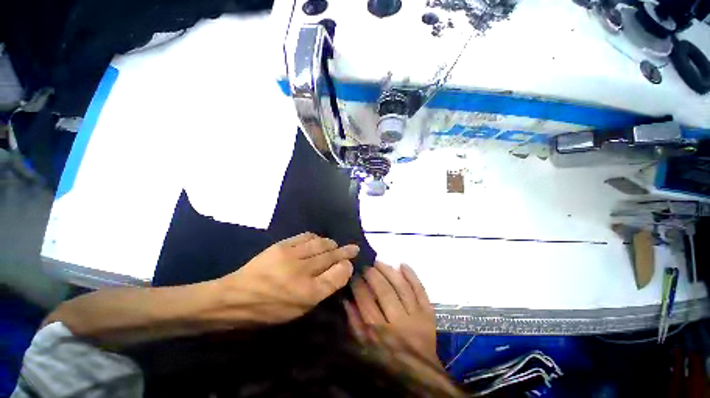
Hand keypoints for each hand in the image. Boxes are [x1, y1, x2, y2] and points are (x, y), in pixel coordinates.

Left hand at [220, 232, 358, 323]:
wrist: (235, 297)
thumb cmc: (269, 309)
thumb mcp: (299, 310)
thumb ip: (322, 290)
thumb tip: (339, 271)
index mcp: (308, 294)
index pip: (337, 275)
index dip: (347, 267)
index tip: (350, 263)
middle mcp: (303, 272)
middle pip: (331, 256)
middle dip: (345, 251)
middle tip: (353, 248)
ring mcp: (292, 256)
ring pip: (321, 244)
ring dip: (331, 243)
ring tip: (336, 245)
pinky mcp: (282, 245)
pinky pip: (306, 237)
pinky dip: (316, 238)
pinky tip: (318, 240)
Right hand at [345, 262, 438, 365]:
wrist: (420, 376)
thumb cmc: (387, 363)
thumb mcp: (364, 349)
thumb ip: (354, 324)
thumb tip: (347, 300)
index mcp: (380, 333)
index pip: (366, 301)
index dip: (358, 285)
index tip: (353, 274)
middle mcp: (398, 323)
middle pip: (384, 291)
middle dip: (373, 274)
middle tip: (366, 266)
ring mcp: (416, 317)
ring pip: (402, 287)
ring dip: (389, 271)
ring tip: (380, 262)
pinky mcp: (428, 314)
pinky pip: (421, 291)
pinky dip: (412, 276)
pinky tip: (403, 264)